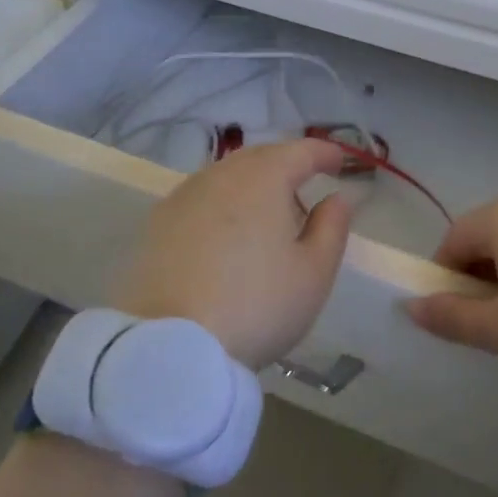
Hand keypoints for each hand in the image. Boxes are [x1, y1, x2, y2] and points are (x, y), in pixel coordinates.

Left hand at [109, 139, 351, 369]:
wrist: (169, 346)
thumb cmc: (256, 306)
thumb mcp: (313, 273)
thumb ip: (332, 227)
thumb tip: (337, 198)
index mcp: (263, 178)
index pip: (300, 151)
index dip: (324, 153)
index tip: (340, 162)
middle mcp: (220, 176)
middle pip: (260, 157)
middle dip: (287, 164)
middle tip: (306, 185)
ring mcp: (183, 198)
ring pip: (227, 176)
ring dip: (253, 183)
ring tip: (269, 212)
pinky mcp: (157, 225)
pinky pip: (201, 199)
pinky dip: (223, 204)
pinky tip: (228, 234)